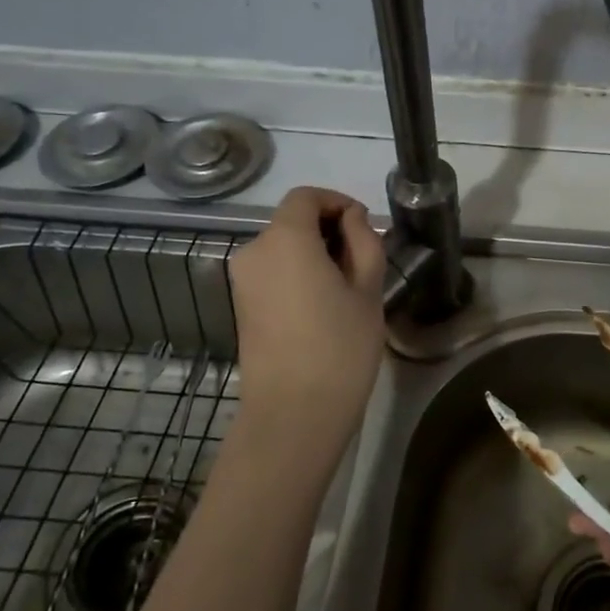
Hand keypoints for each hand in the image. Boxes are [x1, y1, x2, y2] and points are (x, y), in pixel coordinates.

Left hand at [228, 187, 386, 468]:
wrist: (293, 413)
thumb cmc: (340, 347)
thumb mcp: (368, 290)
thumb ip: (364, 241)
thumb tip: (352, 219)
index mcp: (285, 239)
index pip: (306, 197)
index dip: (337, 202)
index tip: (364, 225)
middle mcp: (254, 251)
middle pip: (292, 221)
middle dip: (328, 229)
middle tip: (364, 260)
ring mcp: (242, 280)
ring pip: (282, 247)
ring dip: (314, 253)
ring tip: (347, 286)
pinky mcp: (241, 305)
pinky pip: (273, 272)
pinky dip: (297, 273)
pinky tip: (323, 305)